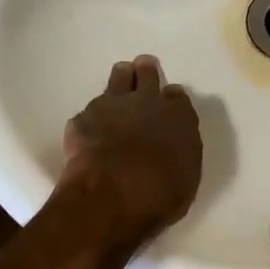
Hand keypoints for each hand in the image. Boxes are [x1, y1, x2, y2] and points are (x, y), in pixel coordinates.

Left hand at [62, 56, 202, 238]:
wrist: (113, 195)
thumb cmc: (160, 195)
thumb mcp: (186, 178)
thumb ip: (180, 154)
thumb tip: (172, 148)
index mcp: (179, 118)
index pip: (177, 97)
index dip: (171, 99)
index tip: (167, 102)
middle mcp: (147, 102)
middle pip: (147, 74)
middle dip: (145, 73)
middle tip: (142, 73)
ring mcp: (113, 105)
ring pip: (118, 77)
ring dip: (121, 78)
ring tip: (119, 83)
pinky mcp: (84, 117)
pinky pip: (90, 110)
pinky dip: (92, 118)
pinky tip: (90, 130)